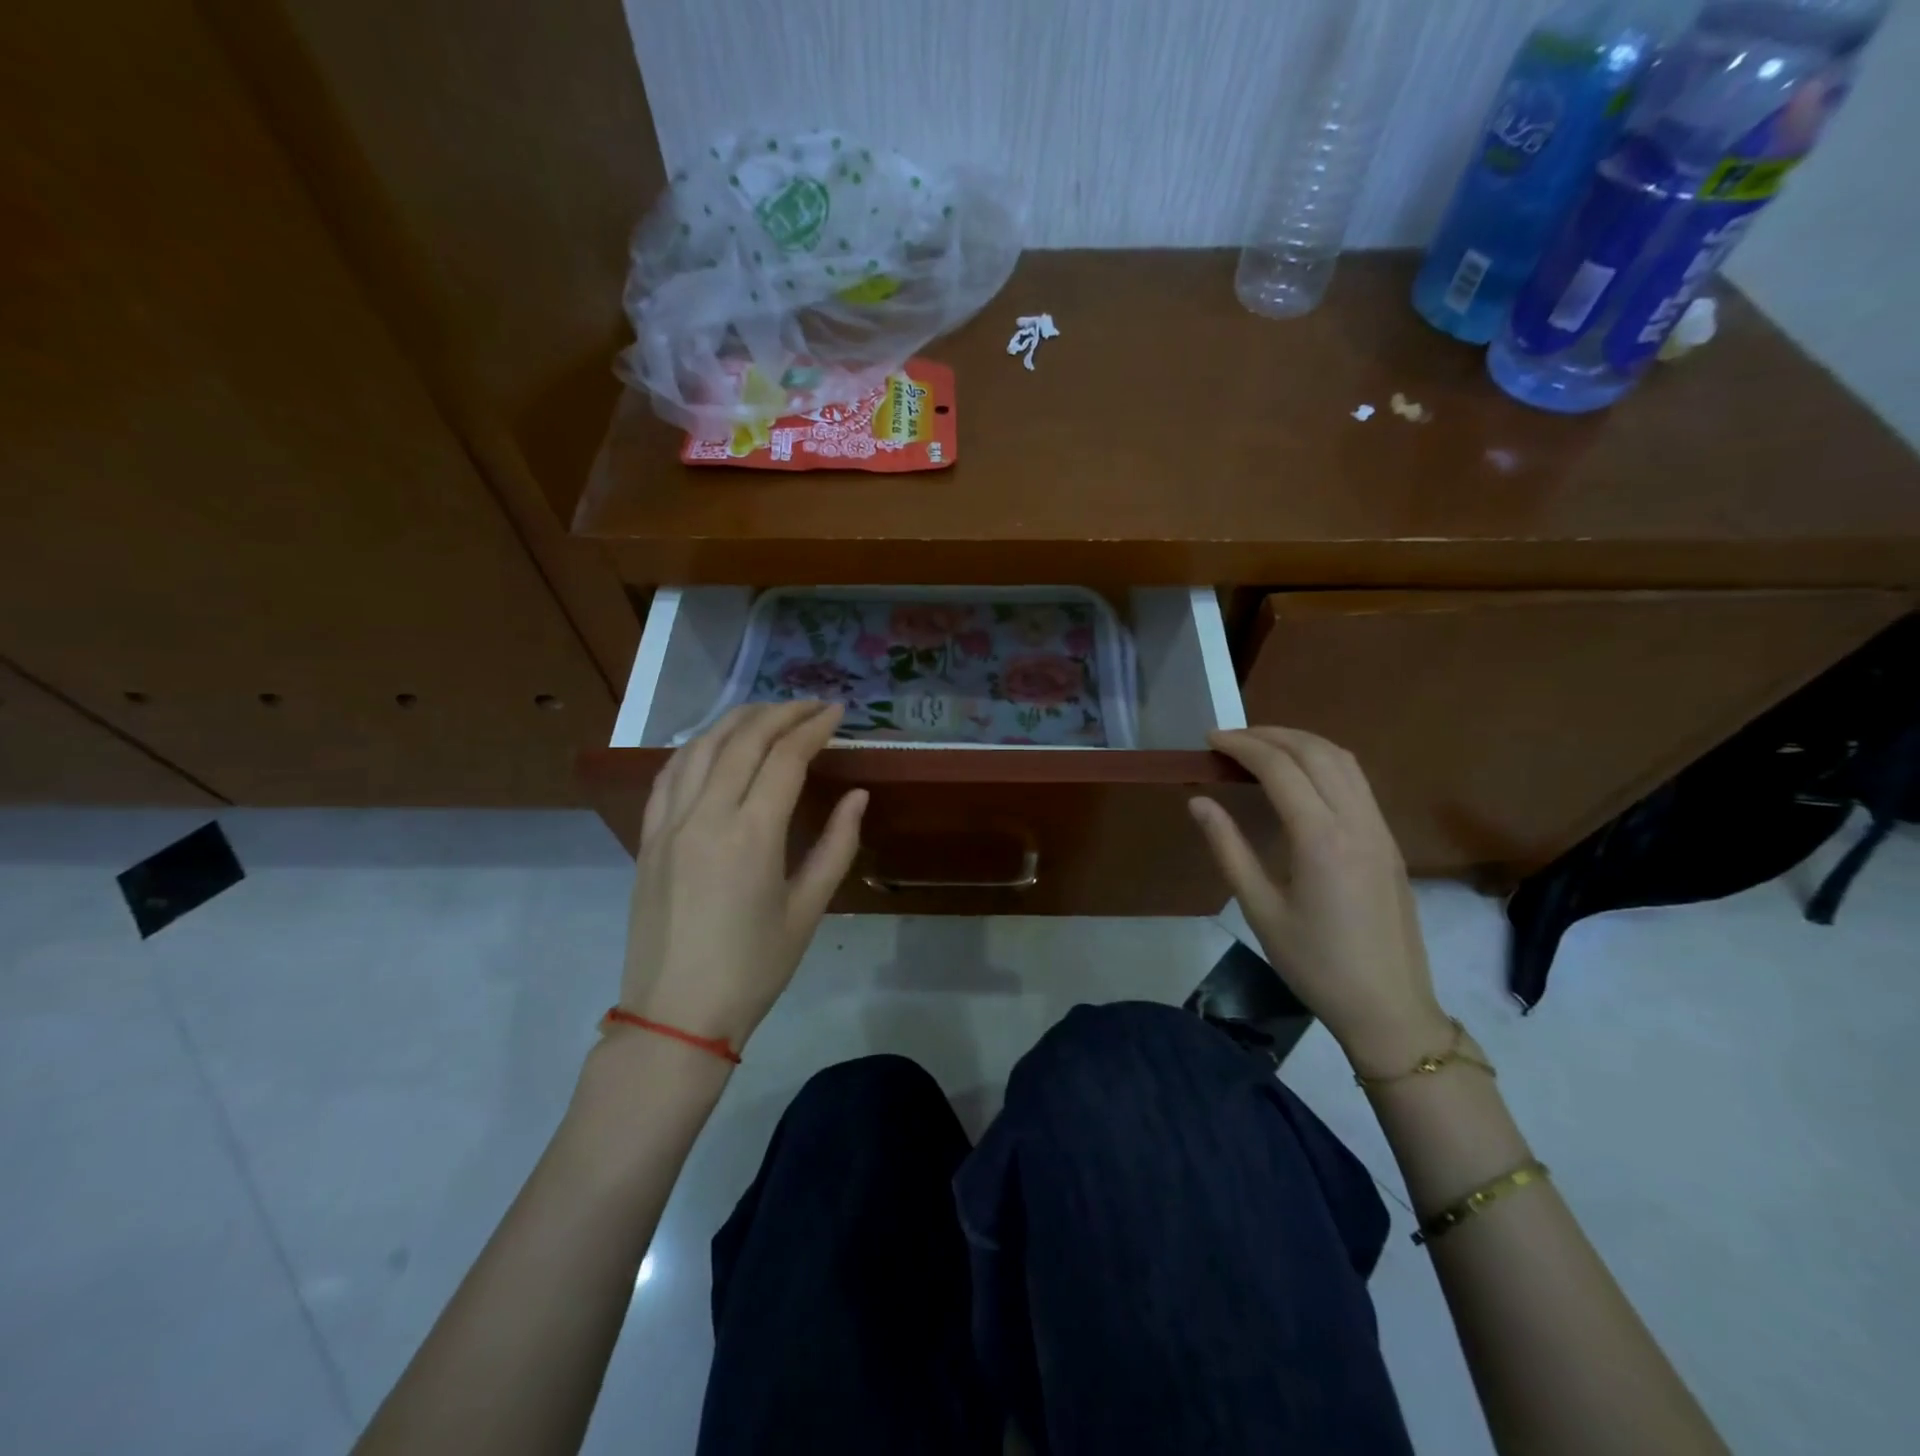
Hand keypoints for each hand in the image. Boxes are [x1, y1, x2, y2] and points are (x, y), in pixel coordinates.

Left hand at [619, 701, 866, 1051]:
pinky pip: (669, 774)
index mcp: (751, 835)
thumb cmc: (753, 969)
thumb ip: (836, 846)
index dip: (814, 728)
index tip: (837, 713)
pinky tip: (715, 744)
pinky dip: (697, 746)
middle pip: (743, 740)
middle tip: (812, 706)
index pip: (785, 758)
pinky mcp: (648, 838)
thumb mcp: (807, 911)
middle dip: (781, 713)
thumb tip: (858, 796)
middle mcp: (705, 816)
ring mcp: (669, 824)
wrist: (676, 1015)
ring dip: (737, 720)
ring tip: (768, 713)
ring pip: (701, 747)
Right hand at [1189, 726, 1450, 1074]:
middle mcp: (1356, 822)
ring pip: (1344, 760)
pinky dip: (1324, 761)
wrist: (1388, 1007)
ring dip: (1301, 742)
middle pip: (1316, 752)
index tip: (1210, 739)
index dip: (1242, 746)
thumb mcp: (1259, 909)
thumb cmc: (1314, 963)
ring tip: (1262, 746)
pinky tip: (1300, 776)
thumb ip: (1228, 848)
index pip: (1280, 768)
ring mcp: (1380, 829)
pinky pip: (1357, 781)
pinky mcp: (1388, 841)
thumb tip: (1198, 802)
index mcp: (1321, 839)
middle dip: (1270, 734)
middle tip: (1230, 739)